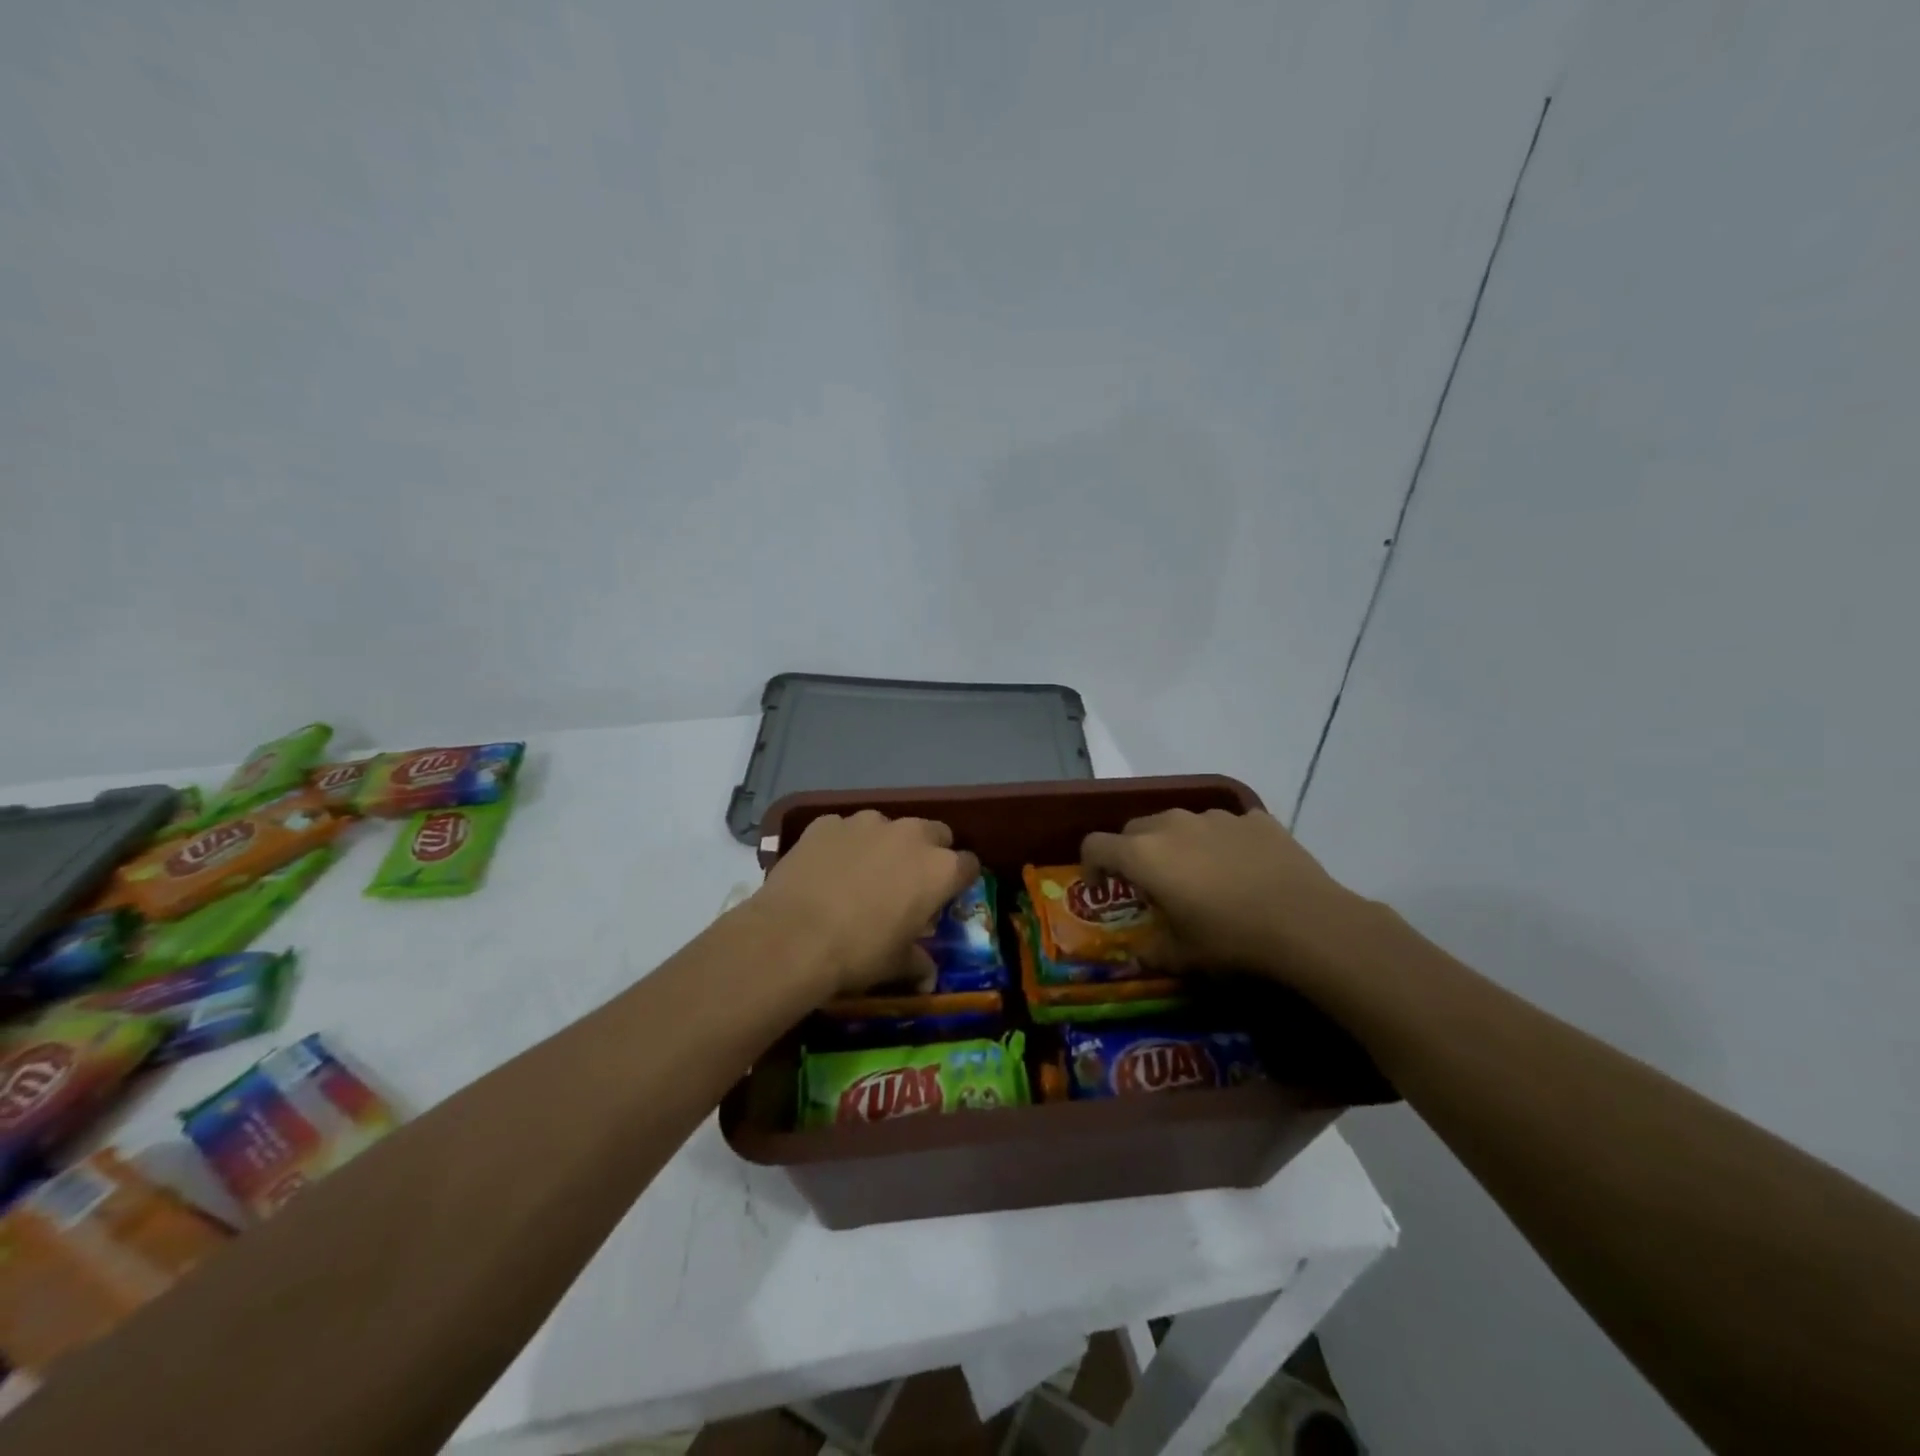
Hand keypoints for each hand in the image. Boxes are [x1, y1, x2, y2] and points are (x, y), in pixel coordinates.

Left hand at [749, 811, 979, 999]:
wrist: (792, 937)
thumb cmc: (858, 953)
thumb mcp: (896, 965)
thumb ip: (918, 963)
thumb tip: (927, 977)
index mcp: (940, 869)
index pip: (968, 865)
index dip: (958, 881)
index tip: (944, 897)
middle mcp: (910, 835)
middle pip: (935, 833)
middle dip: (927, 852)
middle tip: (907, 881)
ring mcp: (867, 823)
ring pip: (887, 827)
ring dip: (883, 845)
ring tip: (860, 874)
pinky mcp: (828, 822)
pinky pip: (844, 830)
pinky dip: (842, 845)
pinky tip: (825, 870)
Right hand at [1080, 809, 1375, 989]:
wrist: (1306, 922)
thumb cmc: (1230, 940)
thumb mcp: (1182, 956)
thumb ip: (1151, 950)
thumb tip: (1141, 951)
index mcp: (1144, 855)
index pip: (1095, 845)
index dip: (1090, 866)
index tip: (1101, 889)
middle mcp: (1172, 825)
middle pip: (1134, 829)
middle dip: (1133, 854)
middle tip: (1150, 886)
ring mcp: (1215, 817)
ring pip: (1179, 824)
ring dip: (1176, 845)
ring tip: (1199, 876)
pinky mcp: (1253, 818)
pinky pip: (1223, 827)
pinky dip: (1220, 843)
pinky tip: (1241, 870)